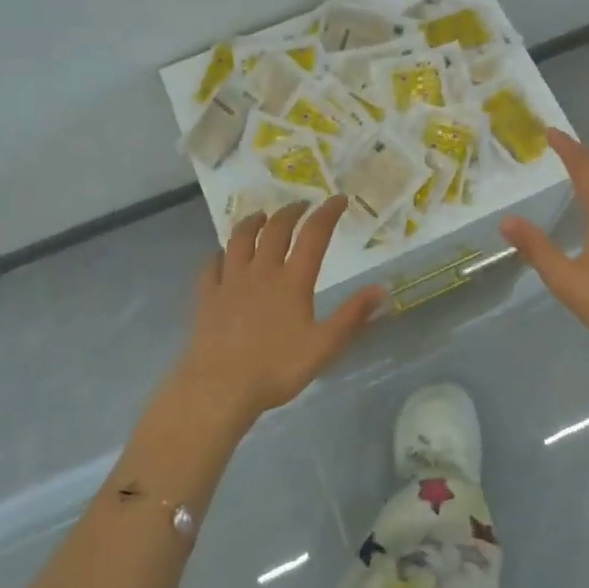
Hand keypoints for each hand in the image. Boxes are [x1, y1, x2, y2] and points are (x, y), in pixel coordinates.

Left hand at [170, 195, 387, 426]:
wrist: (219, 388)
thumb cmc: (276, 368)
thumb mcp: (324, 346)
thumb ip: (352, 315)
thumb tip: (381, 288)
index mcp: (292, 280)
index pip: (313, 235)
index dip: (327, 213)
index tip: (338, 199)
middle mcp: (261, 271)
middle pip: (275, 229)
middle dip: (291, 212)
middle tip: (301, 204)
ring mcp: (230, 281)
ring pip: (239, 239)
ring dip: (252, 222)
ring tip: (261, 216)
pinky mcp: (207, 296)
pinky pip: (212, 266)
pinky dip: (219, 254)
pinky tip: (221, 255)